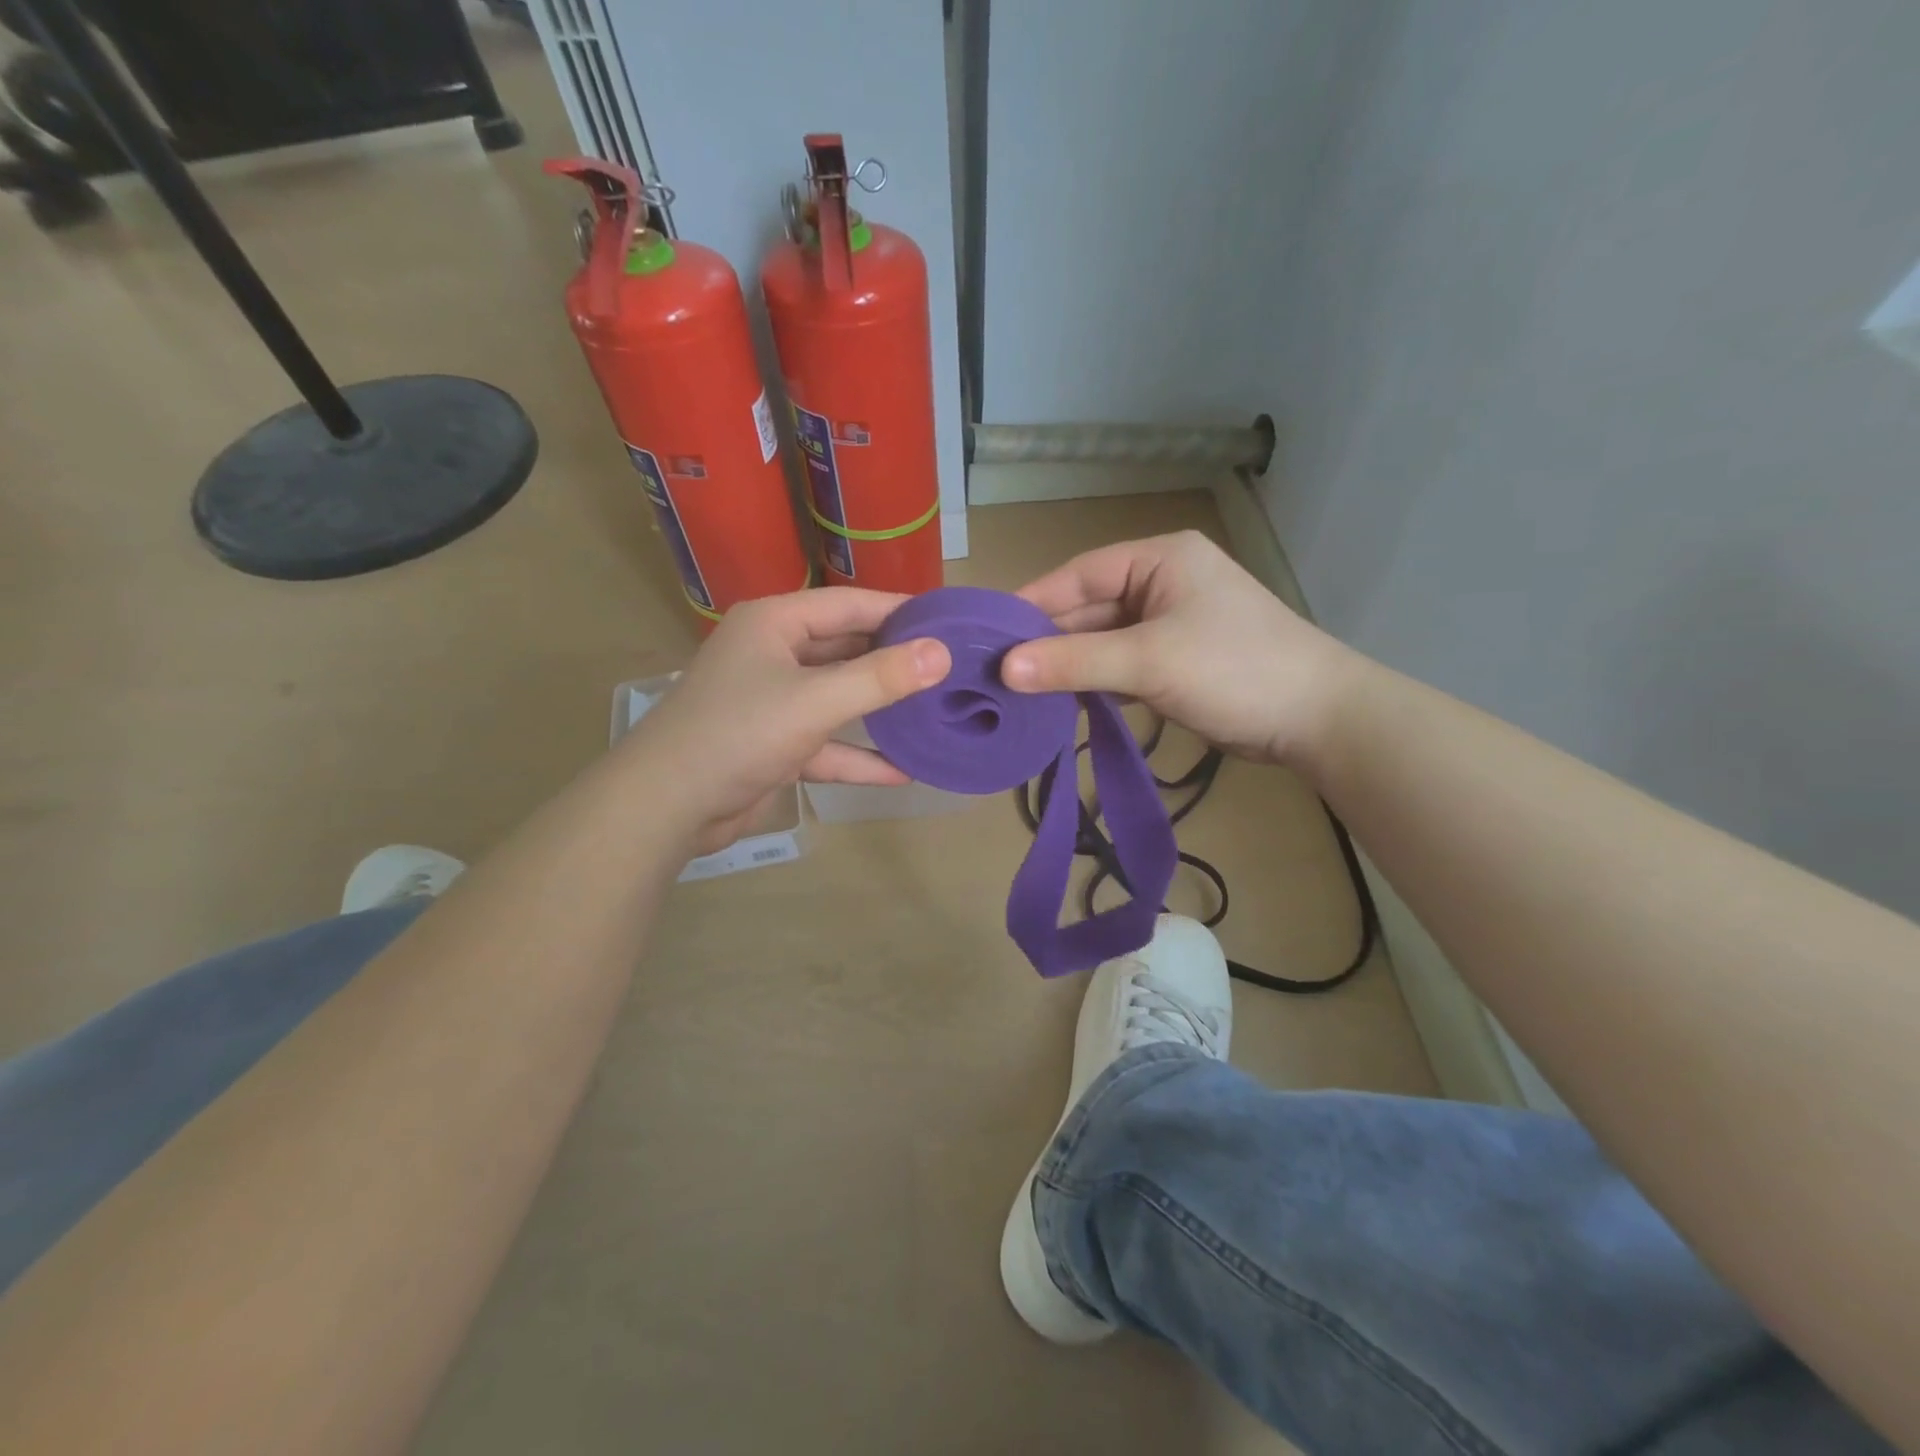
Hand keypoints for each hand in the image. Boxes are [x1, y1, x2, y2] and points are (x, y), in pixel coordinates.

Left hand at [623, 588, 949, 852]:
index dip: (900, 611)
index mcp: (775, 623)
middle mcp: (773, 654)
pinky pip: (826, 743)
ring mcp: (772, 701)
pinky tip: (901, 772)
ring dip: (880, 711)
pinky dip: (857, 756)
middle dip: (894, 662)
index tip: (950, 621)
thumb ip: (880, 677)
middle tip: (951, 668)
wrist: (667, 806)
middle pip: (846, 649)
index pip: (850, 605)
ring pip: (838, 698)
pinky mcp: (773, 744)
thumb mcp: (816, 701)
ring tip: (934, 713)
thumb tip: (941, 653)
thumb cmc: (739, 734)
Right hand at [1003, 531, 1354, 765]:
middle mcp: (1161, 582)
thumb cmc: (1235, 670)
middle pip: (1088, 608)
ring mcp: (1169, 623)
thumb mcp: (1149, 661)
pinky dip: (1093, 683)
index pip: (1080, 574)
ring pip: (1101, 640)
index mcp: (1160, 558)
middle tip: (996, 672)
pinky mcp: (1174, 660)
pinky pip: (1119, 665)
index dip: (1032, 603)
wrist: (1316, 718)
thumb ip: (1075, 662)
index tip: (988, 634)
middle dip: (1047, 641)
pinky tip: (1061, 703)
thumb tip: (1004, 670)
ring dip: (1067, 666)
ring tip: (1019, 691)